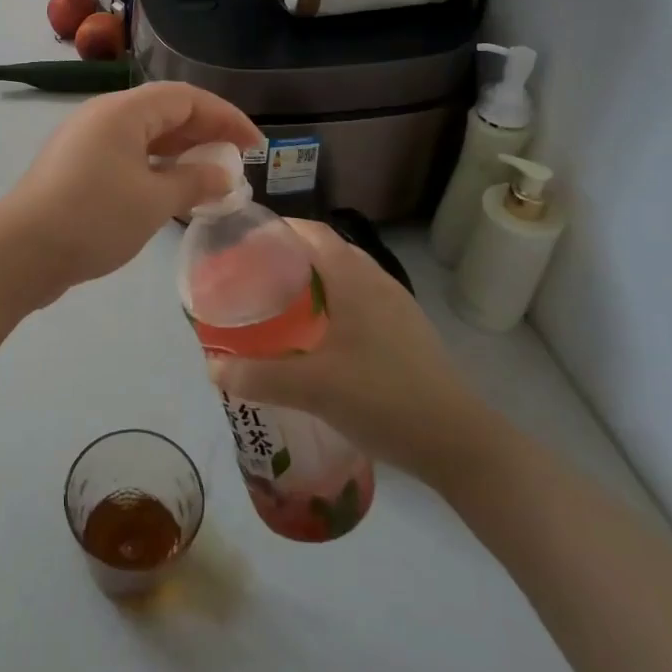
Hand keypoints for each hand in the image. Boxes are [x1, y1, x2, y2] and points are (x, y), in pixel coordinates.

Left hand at [0, 82, 261, 297]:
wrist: (20, 252)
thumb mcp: (154, 201)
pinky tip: (173, 193)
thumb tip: (224, 175)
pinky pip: (128, 157)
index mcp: (123, 111)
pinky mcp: (77, 168)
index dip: (226, 117)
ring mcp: (87, 142)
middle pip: (166, 112)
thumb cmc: (93, 218)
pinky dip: (156, 169)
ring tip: (212, 179)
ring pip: (146, 137)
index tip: (256, 147)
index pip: (187, 98)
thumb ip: (195, 182)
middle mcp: (104, 116)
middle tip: (238, 163)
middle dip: (206, 134)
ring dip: (182, 154)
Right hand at [207, 219, 485, 475]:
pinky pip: (361, 301)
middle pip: (327, 251)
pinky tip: (320, 339)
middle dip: (290, 256)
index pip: (311, 231)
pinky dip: (334, 304)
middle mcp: (377, 281)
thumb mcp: (313, 388)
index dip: (277, 228)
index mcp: (355, 278)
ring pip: (346, 277)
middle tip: (253, 276)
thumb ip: (258, 376)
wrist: (459, 442)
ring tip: (280, 305)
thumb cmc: (384, 398)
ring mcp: (397, 307)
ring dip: (314, 281)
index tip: (243, 242)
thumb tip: (212, 366)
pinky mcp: (407, 332)